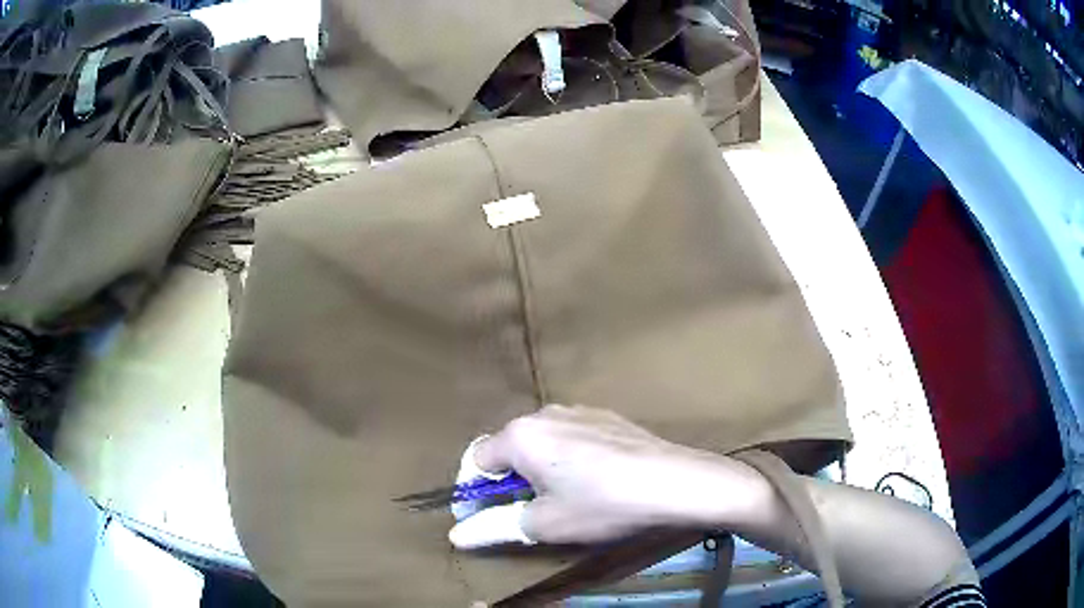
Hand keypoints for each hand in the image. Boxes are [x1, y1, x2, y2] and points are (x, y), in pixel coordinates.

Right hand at [448, 405, 770, 548]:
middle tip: (528, 512)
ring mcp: (580, 411)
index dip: (475, 492)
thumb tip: (457, 536)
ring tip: (564, 499)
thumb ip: (494, 527)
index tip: (487, 518)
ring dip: (539, 470)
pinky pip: (572, 437)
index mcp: (521, 435)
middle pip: (509, 448)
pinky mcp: (608, 417)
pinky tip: (595, 481)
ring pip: (542, 442)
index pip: (477, 460)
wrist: (675, 482)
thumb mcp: (544, 524)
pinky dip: (568, 459)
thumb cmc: (602, 505)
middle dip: (509, 481)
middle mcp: (545, 414)